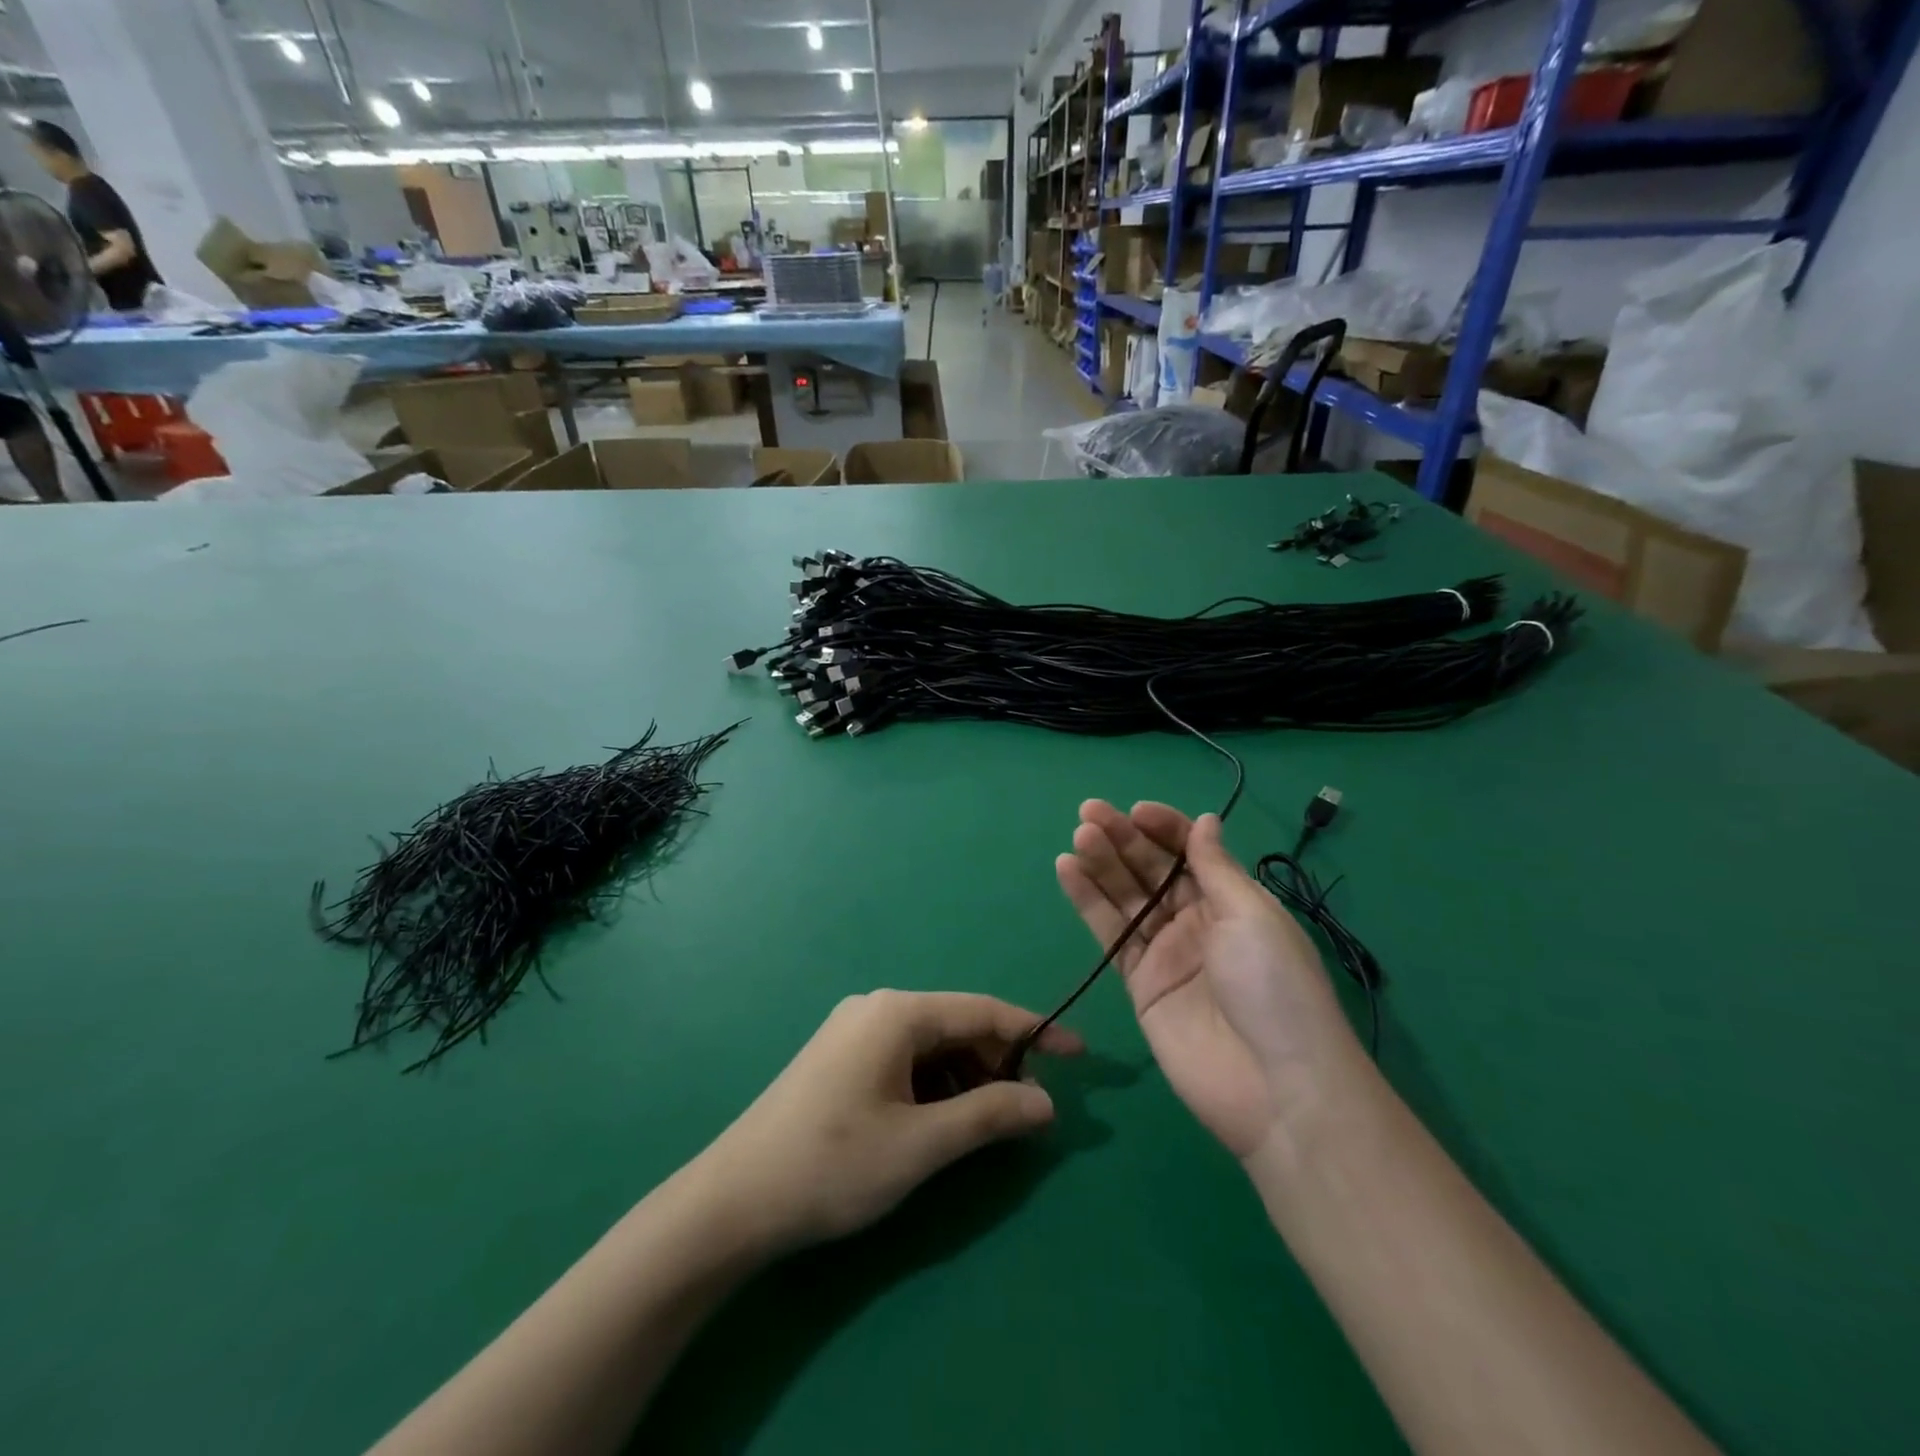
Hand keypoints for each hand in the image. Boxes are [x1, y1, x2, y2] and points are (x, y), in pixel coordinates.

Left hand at [691, 991, 1082, 1256]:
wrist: (733, 1201)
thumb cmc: (833, 1165)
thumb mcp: (921, 1145)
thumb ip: (989, 1116)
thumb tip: (1047, 1102)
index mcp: (898, 1012)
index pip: (984, 1010)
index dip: (1036, 1032)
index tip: (1080, 1056)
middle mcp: (877, 1007)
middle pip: (957, 1025)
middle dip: (998, 1062)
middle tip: (1028, 1111)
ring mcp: (854, 1031)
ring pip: (932, 1045)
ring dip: (967, 1077)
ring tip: (986, 1124)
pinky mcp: (840, 1057)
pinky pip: (905, 1059)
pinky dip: (935, 1084)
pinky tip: (940, 1122)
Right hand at [1055, 801, 1363, 1159]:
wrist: (1276, 1088)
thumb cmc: (1274, 987)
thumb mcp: (1252, 916)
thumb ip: (1216, 868)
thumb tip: (1205, 820)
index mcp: (1232, 900)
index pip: (1190, 851)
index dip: (1163, 828)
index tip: (1134, 812)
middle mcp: (1197, 920)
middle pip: (1152, 870)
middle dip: (1123, 839)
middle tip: (1089, 813)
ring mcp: (1166, 952)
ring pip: (1126, 897)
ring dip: (1101, 864)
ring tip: (1078, 837)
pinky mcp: (1139, 983)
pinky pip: (1109, 934)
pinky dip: (1087, 901)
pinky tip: (1067, 870)